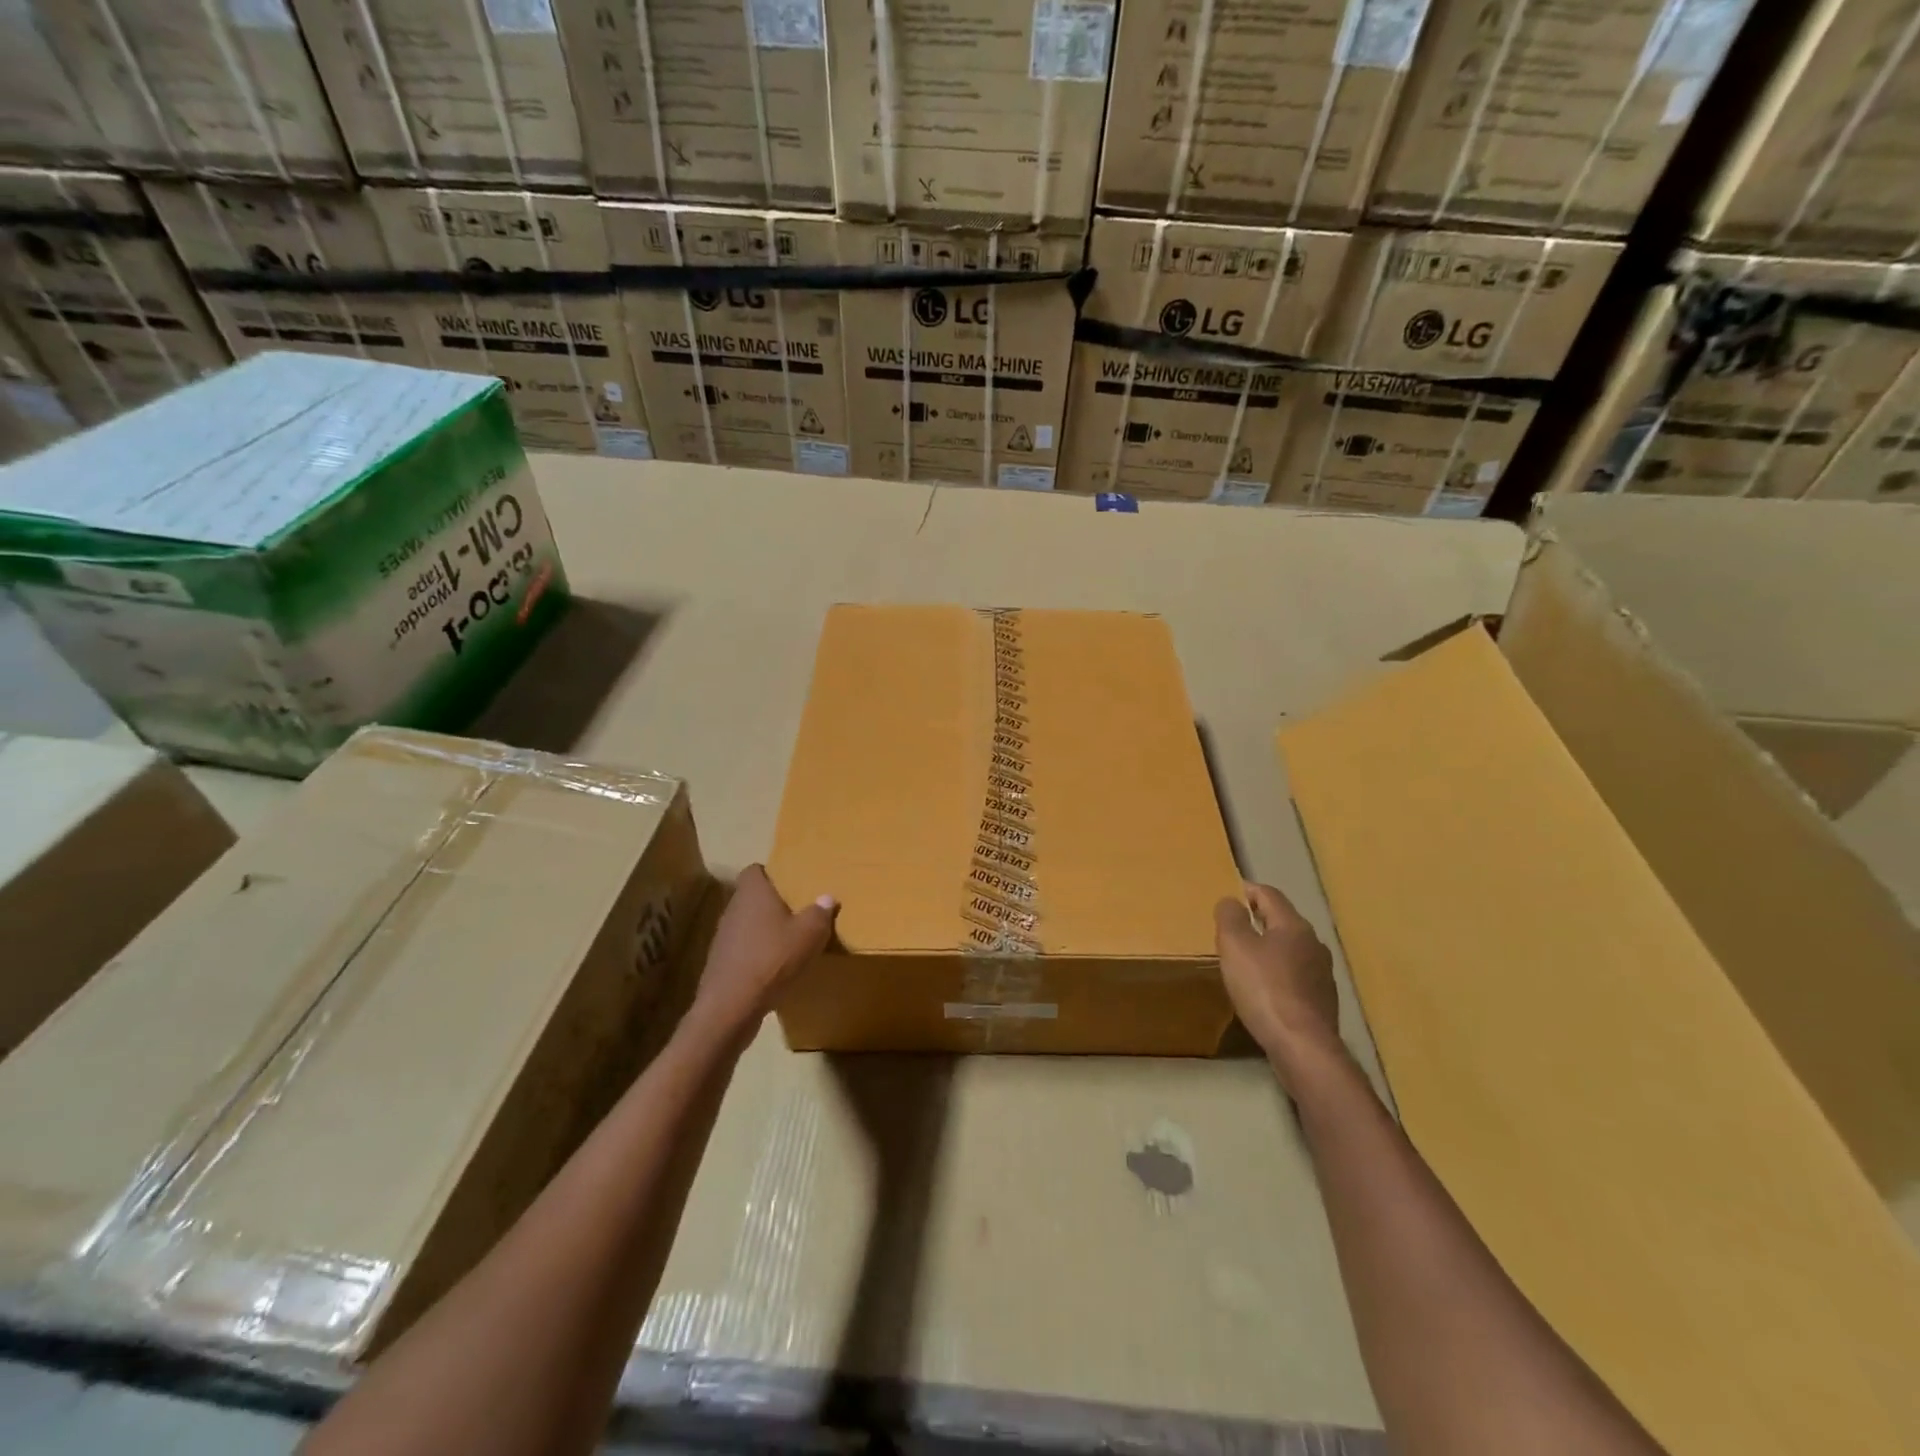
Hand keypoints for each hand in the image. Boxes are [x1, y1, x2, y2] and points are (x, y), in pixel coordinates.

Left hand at [692, 865, 836, 1040]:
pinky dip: (757, 954)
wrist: (731, 1006)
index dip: (771, 874)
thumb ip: (819, 913)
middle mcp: (733, 908)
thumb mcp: (809, 934)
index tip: (791, 884)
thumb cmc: (772, 959)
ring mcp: (723, 937)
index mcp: (753, 892)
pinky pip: (743, 949)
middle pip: (752, 898)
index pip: (755, 870)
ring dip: (764, 931)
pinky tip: (774, 968)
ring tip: (788, 942)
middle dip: (772, 904)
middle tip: (797, 912)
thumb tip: (827, 898)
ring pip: (747, 924)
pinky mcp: (721, 963)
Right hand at [1215, 882, 1341, 1088]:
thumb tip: (1231, 900)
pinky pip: (1296, 976)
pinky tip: (1265, 990)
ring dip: (1270, 949)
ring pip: (1291, 950)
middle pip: (1283, 921)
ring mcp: (1323, 974)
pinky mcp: (1323, 1001)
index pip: (1270, 894)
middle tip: (1233, 928)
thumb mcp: (1235, 946)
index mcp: (1294, 925)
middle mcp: (1314, 944)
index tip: (1229, 894)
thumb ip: (1230, 917)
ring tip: (1247, 960)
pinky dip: (1279, 975)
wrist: (1302, 1045)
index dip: (1247, 890)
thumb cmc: (1264, 988)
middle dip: (1258, 920)